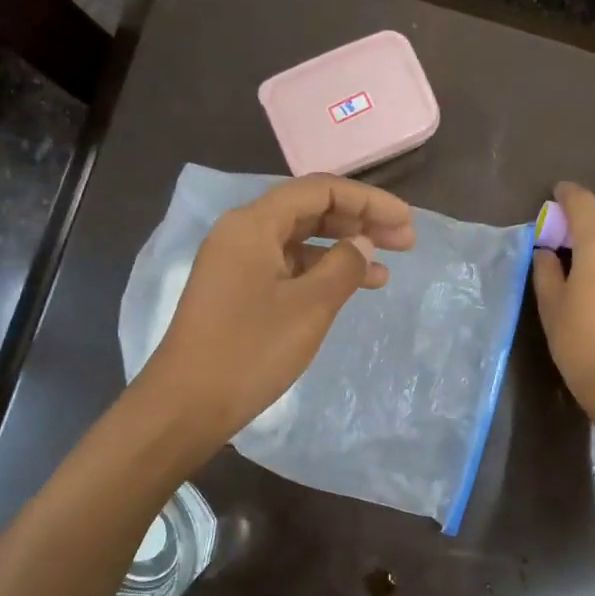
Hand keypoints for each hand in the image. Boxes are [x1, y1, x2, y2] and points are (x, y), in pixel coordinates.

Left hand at [137, 174, 415, 447]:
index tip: (406, 222)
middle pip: (309, 211)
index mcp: (253, 224)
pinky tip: (349, 291)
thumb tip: (363, 244)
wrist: (187, 404)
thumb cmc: (251, 351)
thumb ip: (343, 267)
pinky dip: (320, 274)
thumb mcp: (309, 307)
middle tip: (404, 242)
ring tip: (385, 272)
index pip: (320, 191)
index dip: (368, 201)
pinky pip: (287, 268)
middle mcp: (242, 233)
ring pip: (300, 242)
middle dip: (359, 222)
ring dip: (343, 251)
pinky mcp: (238, 292)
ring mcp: (237, 264)